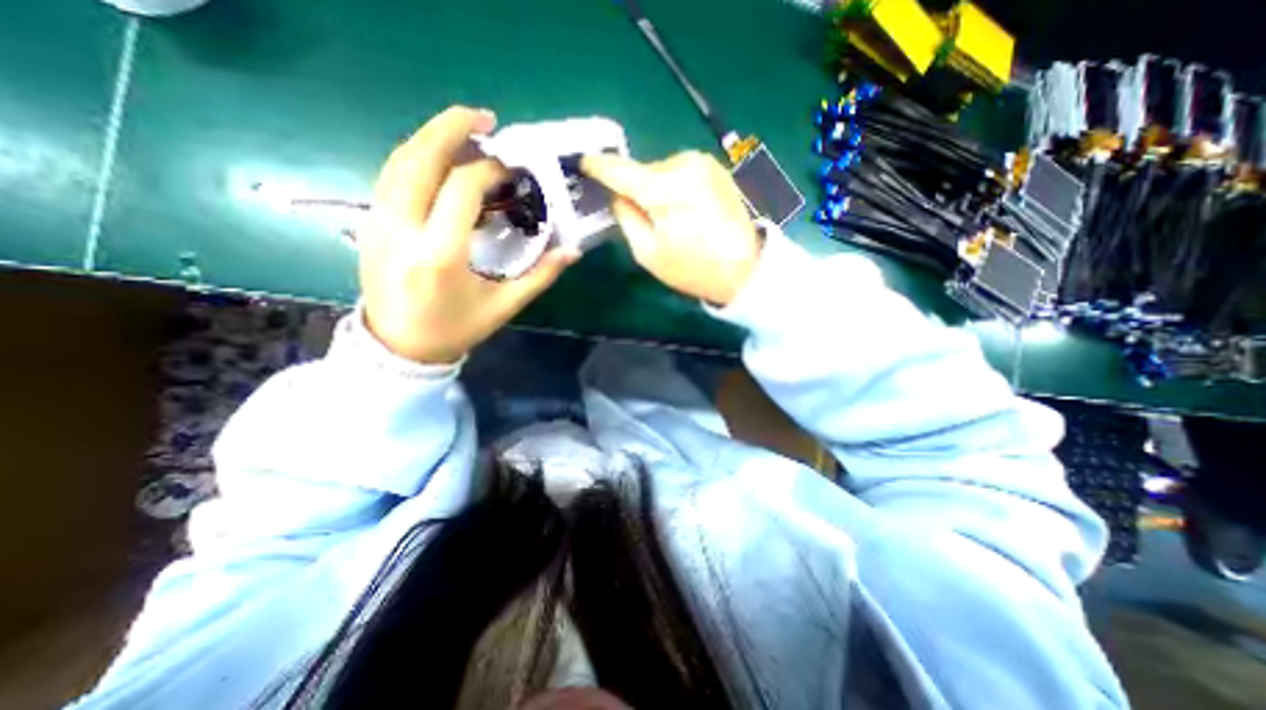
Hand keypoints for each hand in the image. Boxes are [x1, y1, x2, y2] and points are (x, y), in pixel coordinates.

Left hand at [355, 108, 574, 361]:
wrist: (401, 347)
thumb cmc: (457, 328)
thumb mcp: (504, 306)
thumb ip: (540, 276)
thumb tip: (572, 251)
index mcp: (440, 254)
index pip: (462, 189)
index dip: (490, 170)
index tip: (511, 169)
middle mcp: (403, 230)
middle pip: (420, 158)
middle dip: (451, 128)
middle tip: (484, 118)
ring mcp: (379, 222)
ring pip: (399, 161)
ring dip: (430, 136)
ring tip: (463, 129)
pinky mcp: (370, 223)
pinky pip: (390, 176)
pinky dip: (415, 157)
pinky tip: (438, 157)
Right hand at [583, 150, 760, 305]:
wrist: (745, 268)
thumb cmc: (693, 268)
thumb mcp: (648, 253)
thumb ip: (626, 218)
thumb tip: (617, 195)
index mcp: (666, 188)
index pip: (620, 170)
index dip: (598, 166)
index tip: (581, 162)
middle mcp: (684, 164)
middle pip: (643, 172)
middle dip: (635, 189)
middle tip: (639, 217)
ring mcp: (703, 163)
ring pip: (661, 172)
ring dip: (656, 190)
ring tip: (668, 220)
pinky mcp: (715, 168)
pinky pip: (680, 174)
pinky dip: (674, 188)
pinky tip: (684, 211)